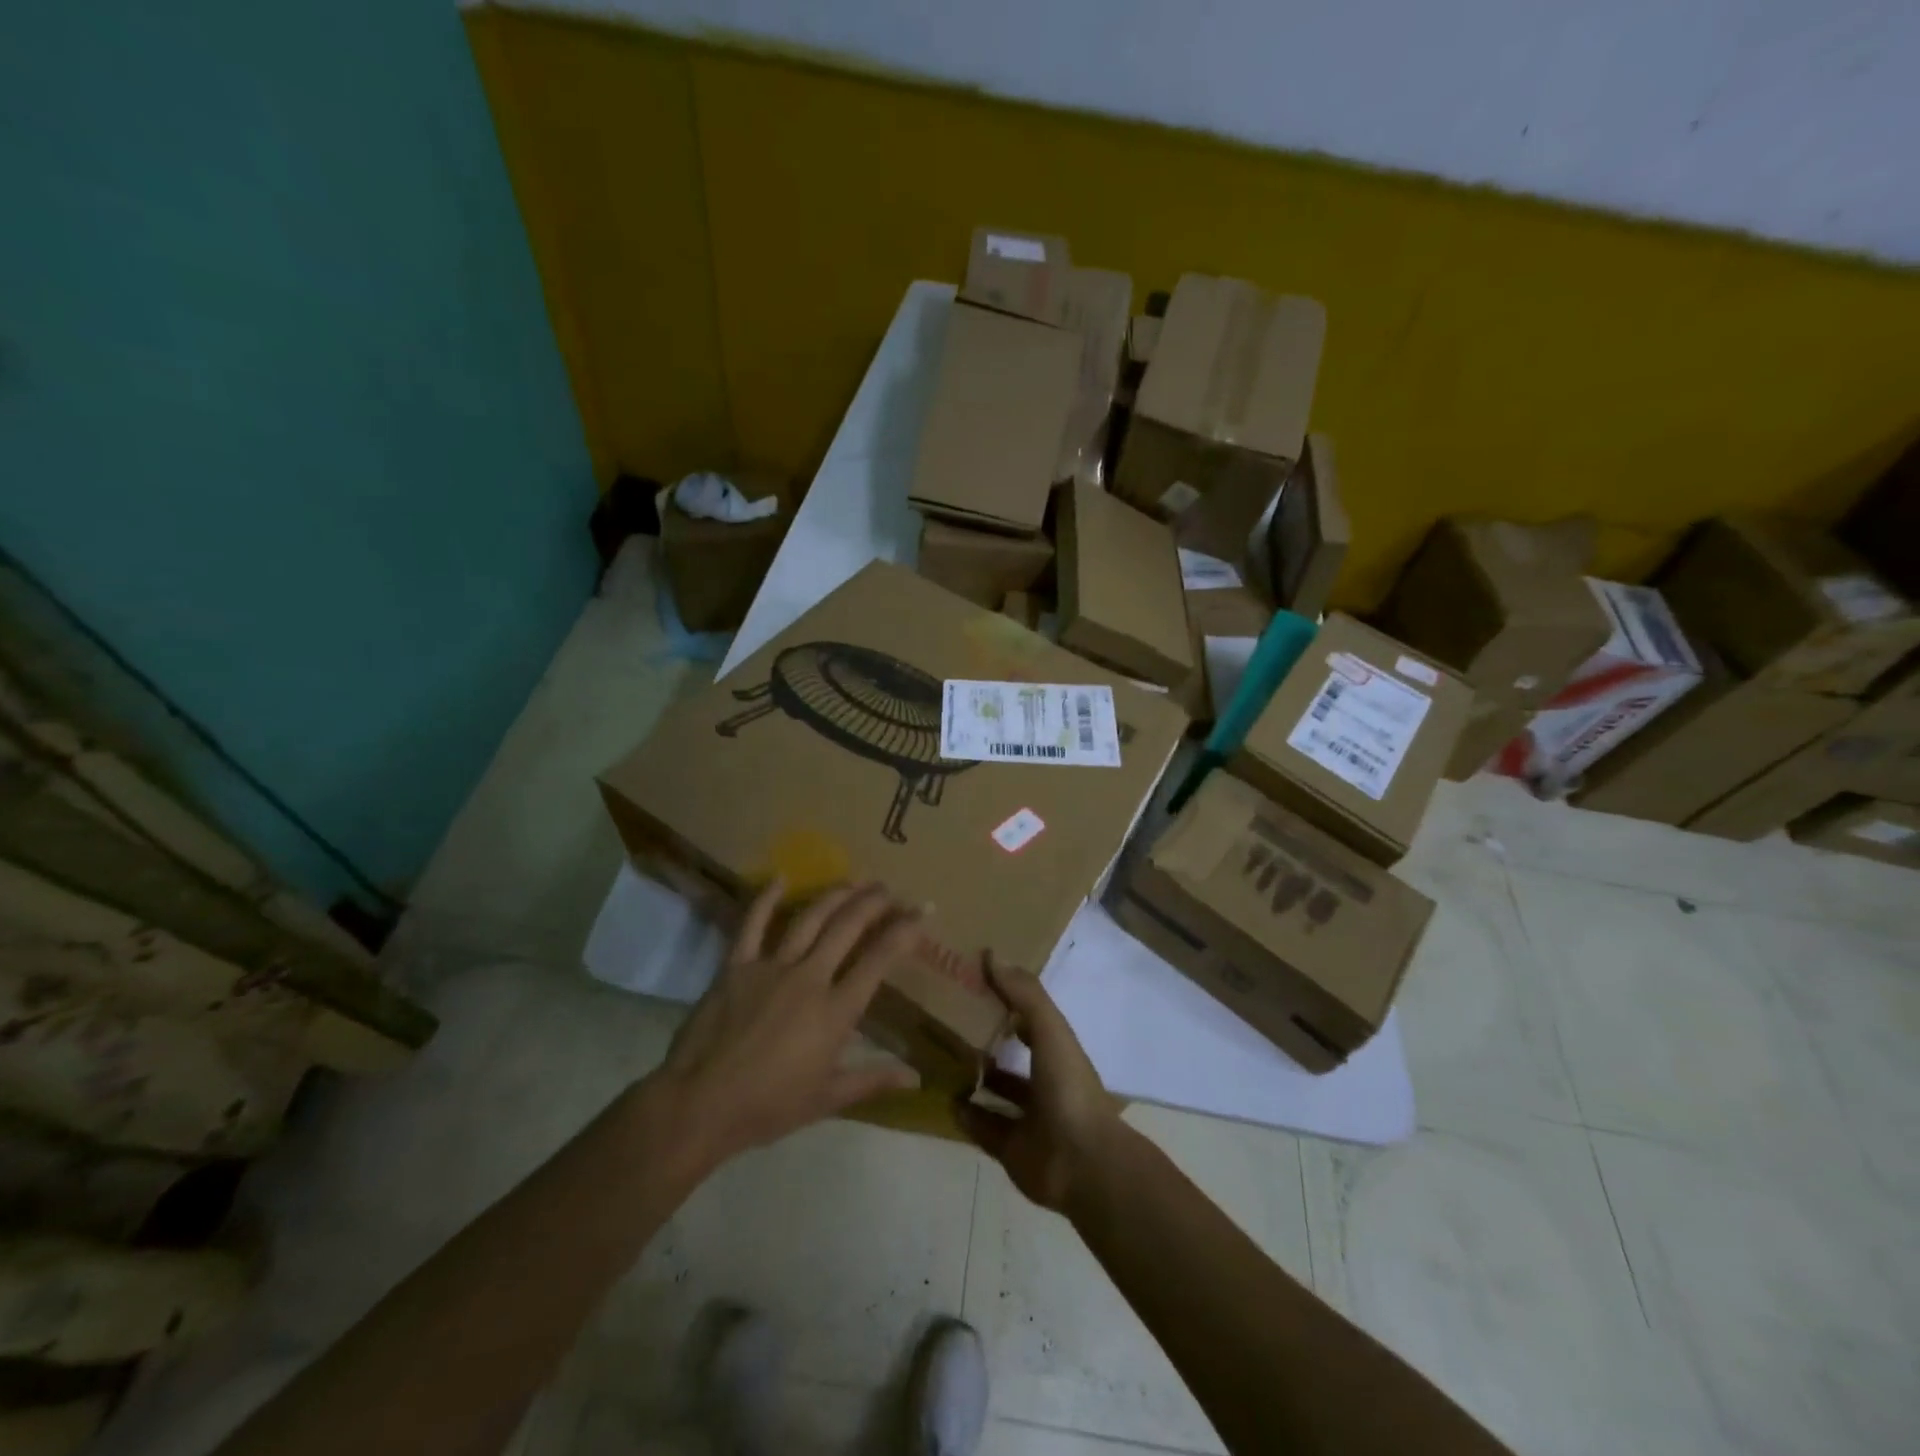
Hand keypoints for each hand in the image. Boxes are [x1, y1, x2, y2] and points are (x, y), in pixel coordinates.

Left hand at [648, 880, 920, 1172]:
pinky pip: (753, 923)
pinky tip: (781, 878)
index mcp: (835, 1011)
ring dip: (836, 895)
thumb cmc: (768, 1107)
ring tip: (855, 881)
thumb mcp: (827, 1098)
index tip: (921, 910)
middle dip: (874, 903)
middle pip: (848, 926)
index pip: (879, 959)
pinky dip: (766, 898)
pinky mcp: (736, 965)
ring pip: (810, 918)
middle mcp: (810, 977)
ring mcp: (771, 967)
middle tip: (889, 889)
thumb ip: (873, 1079)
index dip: (905, 931)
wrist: (700, 1105)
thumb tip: (916, 1078)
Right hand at [956, 956, 1120, 1212]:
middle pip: (1012, 1055)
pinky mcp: (1012, 1148)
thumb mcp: (1050, 1030)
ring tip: (939, 1057)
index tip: (974, 984)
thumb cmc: (1068, 1088)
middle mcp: (1044, 1082)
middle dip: (986, 1040)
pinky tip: (945, 1098)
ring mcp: (1029, 1117)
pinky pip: (984, 1128)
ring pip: (997, 1092)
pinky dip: (966, 1115)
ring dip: (975, 1077)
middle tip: (946, 1021)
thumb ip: (1024, 994)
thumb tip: (991, 955)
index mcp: (1058, 1052)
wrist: (1081, 1163)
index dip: (1009, 1001)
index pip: (1031, 1018)